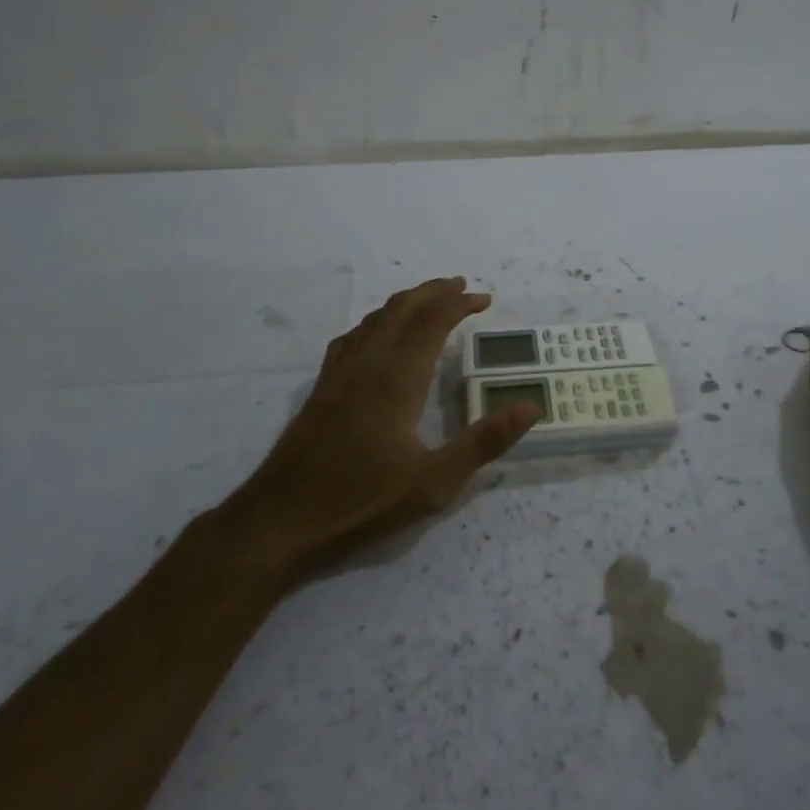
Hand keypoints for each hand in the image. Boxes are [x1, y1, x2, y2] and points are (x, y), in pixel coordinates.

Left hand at [227, 278, 539, 575]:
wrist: (279, 522)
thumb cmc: (361, 503)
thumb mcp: (434, 484)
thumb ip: (484, 442)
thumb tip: (530, 406)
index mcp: (397, 379)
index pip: (432, 322)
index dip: (459, 304)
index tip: (484, 299)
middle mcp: (368, 364)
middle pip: (403, 309)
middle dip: (435, 292)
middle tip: (463, 287)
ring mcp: (339, 373)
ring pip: (376, 319)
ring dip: (407, 302)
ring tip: (430, 300)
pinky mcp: (322, 388)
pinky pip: (353, 337)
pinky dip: (376, 321)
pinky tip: (378, 333)